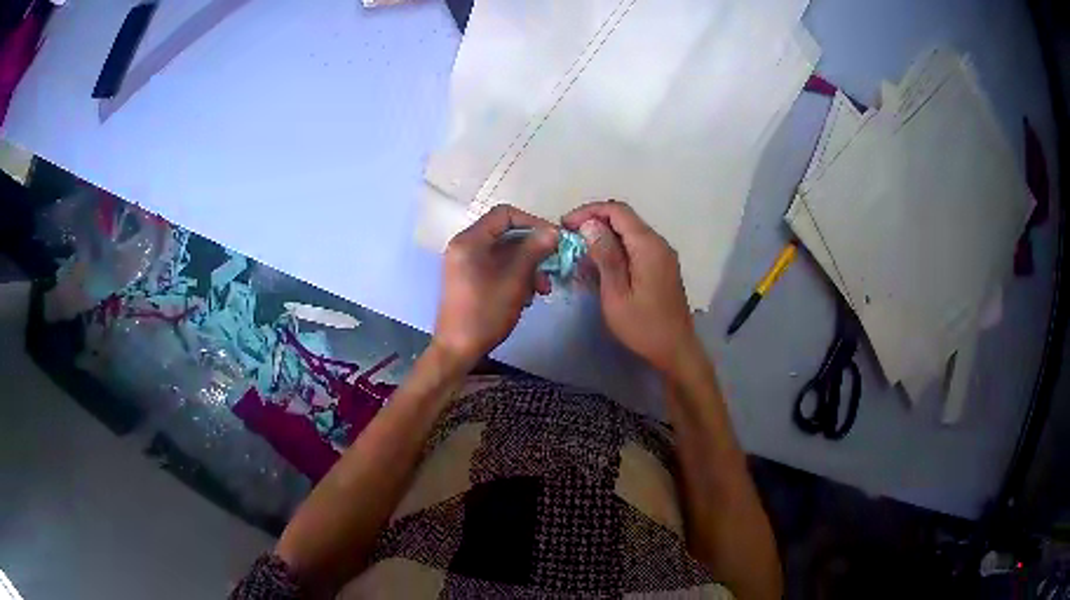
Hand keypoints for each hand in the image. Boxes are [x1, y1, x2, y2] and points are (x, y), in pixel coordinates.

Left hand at [434, 205, 557, 367]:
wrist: (457, 349)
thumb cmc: (485, 312)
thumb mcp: (514, 280)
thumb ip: (534, 251)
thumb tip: (553, 231)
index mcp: (470, 240)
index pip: (505, 214)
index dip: (533, 222)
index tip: (554, 238)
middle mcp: (465, 247)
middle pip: (506, 235)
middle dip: (533, 251)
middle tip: (553, 267)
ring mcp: (466, 264)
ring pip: (504, 254)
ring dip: (528, 267)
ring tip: (543, 289)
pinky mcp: (470, 280)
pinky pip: (497, 268)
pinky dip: (515, 277)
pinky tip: (528, 297)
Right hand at [563, 201, 700, 375]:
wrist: (675, 350)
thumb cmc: (643, 326)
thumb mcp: (616, 294)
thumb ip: (605, 256)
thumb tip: (590, 224)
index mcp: (648, 246)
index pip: (617, 211)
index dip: (589, 211)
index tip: (565, 226)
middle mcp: (658, 243)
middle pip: (624, 218)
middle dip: (594, 221)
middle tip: (568, 238)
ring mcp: (663, 254)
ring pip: (629, 232)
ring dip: (604, 235)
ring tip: (579, 251)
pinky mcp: (662, 266)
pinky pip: (636, 246)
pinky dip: (616, 247)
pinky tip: (600, 264)